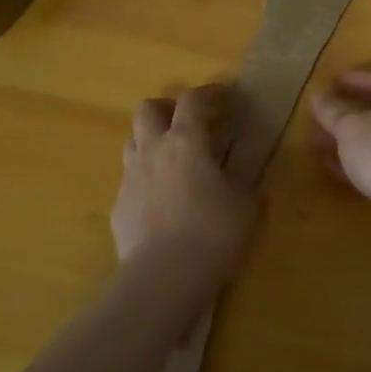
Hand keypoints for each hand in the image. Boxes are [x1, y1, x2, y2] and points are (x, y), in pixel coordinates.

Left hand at [113, 84, 256, 300]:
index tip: (224, 95)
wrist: (162, 279)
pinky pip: (129, 180)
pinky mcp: (118, 207)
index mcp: (186, 142)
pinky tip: (161, 200)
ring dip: (151, 140)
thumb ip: (247, 183)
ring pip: (133, 141)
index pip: (192, 100)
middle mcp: (153, 150)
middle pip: (147, 110)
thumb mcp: (246, 207)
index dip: (208, 92)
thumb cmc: (212, 234)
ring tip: (172, 158)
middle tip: (187, 121)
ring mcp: (130, 178)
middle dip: (167, 108)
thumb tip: (252, 174)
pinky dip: (145, 179)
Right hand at [310, 71, 370, 254]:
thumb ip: (333, 112)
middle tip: (319, 118)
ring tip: (317, 144)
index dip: (356, 80)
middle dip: (345, 116)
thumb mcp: (351, 127)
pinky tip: (333, 169)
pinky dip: (355, 164)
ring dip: (346, 142)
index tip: (331, 82)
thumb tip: (317, 97)